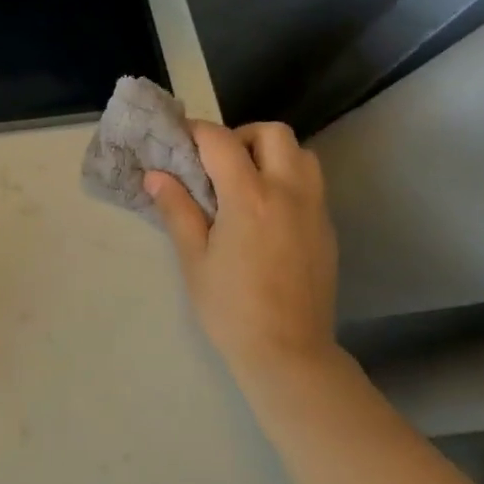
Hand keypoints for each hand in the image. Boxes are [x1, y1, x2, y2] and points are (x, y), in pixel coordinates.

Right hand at [145, 122, 343, 386]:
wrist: (288, 351)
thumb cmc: (230, 309)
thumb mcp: (194, 259)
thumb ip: (178, 210)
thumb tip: (156, 176)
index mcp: (249, 198)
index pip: (221, 142)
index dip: (197, 132)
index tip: (179, 139)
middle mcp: (289, 192)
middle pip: (273, 133)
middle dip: (241, 136)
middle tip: (217, 163)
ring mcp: (314, 209)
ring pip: (301, 154)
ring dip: (272, 154)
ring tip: (245, 183)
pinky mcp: (327, 228)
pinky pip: (311, 184)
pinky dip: (287, 179)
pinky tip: (266, 213)